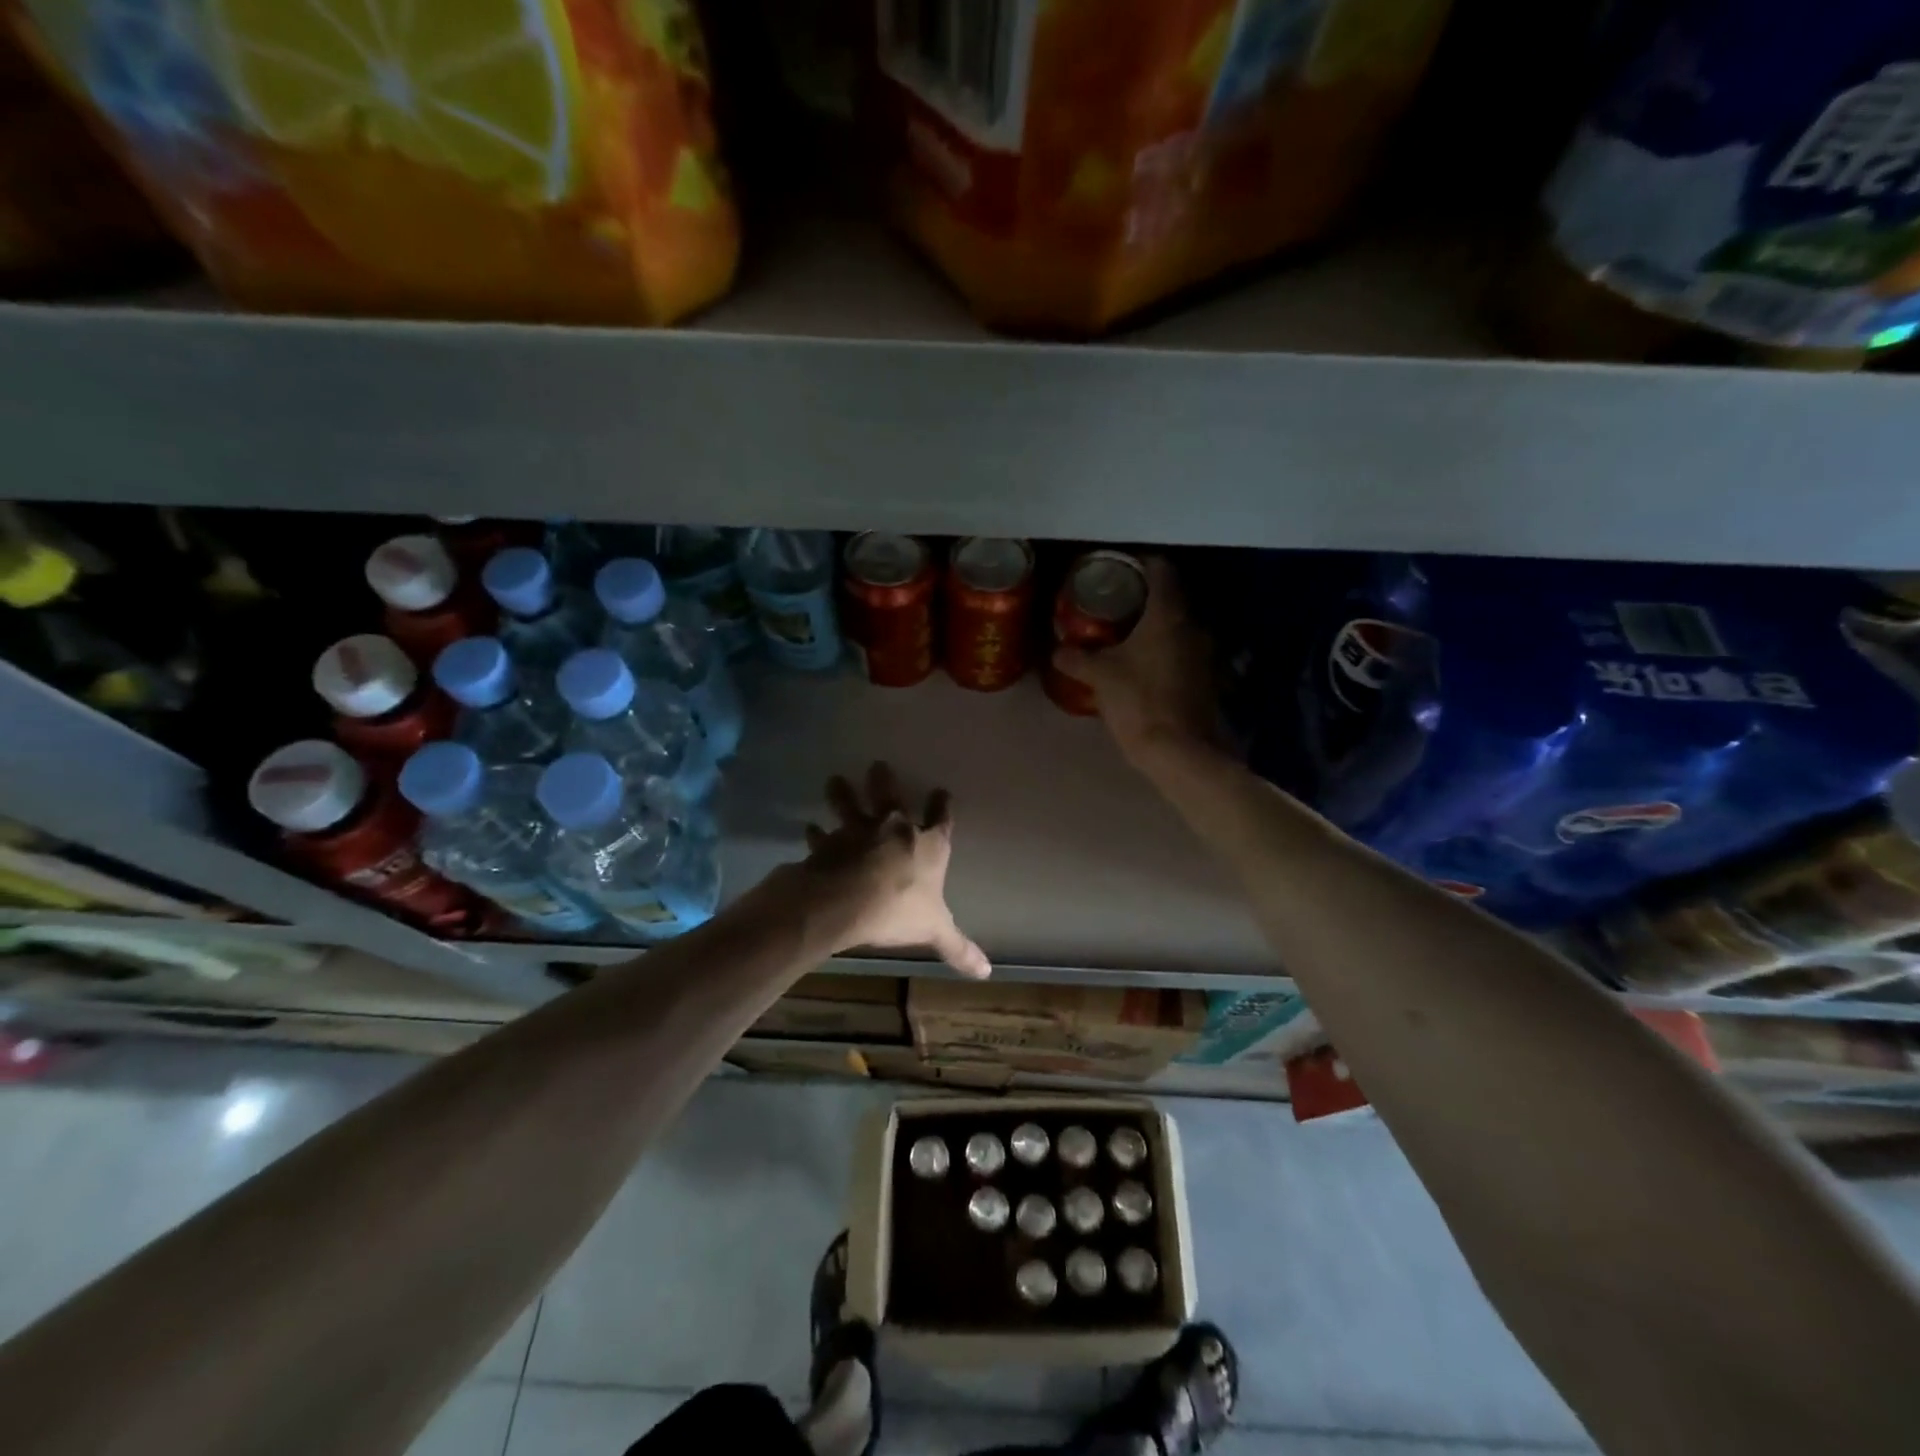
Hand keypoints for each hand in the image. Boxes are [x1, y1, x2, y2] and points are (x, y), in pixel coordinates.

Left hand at [802, 762, 990, 979]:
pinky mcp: (828, 844)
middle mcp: (894, 830)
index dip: (942, 806)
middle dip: (885, 781)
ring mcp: (858, 832)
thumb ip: (958, 948)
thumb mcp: (934, 931)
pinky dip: (816, 834)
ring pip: (850, 806)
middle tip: (878, 764)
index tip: (941, 792)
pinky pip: (822, 837)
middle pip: (890, 797)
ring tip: (834, 780)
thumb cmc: (898, 909)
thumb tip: (987, 972)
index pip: (941, 819)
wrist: (846, 901)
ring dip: (842, 794)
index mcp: (927, 845)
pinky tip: (809, 830)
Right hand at [1051, 557, 1216, 762]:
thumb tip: (1057, 650)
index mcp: (1168, 615)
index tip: (1118, 568)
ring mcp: (1204, 654)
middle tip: (1113, 603)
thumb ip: (1076, 658)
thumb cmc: (1138, 702)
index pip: (1161, 569)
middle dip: (1142, 598)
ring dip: (1154, 627)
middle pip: (1169, 598)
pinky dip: (1163, 652)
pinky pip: (1182, 652)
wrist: (1179, 751)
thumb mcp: (1100, 677)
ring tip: (1123, 635)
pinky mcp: (1207, 679)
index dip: (1140, 562)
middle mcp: (1193, 626)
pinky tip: (1142, 665)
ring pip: (1176, 627)